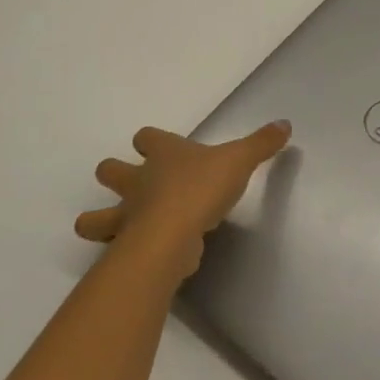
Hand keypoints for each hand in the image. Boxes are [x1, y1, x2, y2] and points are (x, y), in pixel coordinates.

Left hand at [75, 121, 291, 276]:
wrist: (171, 236)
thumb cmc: (201, 188)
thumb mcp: (240, 160)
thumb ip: (261, 143)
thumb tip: (284, 124)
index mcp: (163, 155)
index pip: (147, 138)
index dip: (149, 140)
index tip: (152, 144)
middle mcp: (138, 182)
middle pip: (110, 171)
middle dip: (113, 174)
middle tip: (128, 182)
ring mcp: (127, 217)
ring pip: (95, 218)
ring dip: (97, 220)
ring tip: (109, 225)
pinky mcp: (128, 250)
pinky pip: (119, 249)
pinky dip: (124, 251)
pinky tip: (139, 255)